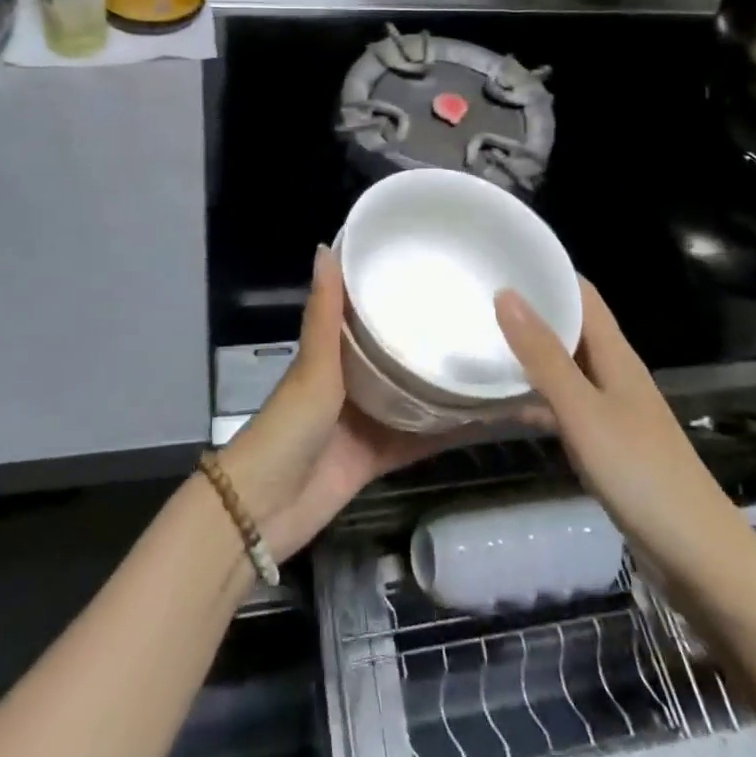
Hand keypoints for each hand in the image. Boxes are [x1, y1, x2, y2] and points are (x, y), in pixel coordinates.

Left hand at [219, 247, 460, 562]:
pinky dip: (446, 432)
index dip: (391, 290)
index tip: (432, 265)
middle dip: (427, 337)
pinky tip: (485, 418)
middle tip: (477, 312)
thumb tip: (326, 245)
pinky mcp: (378, 457)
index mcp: (332, 354)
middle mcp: (351, 382)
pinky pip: (418, 439)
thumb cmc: (287, 427)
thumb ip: (324, 313)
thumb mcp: (313, 366)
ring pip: (411, 395)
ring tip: (490, 358)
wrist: (265, 511)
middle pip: (394, 354)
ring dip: (442, 384)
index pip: (365, 312)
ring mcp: (365, 421)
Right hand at [495, 279, 729, 570]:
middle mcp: (614, 373)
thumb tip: (506, 294)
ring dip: (529, 355)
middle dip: (530, 310)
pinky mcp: (606, 445)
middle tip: (477, 298)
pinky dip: (535, 400)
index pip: (582, 294)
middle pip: (571, 328)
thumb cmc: (641, 473)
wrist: (698, 558)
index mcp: (615, 354)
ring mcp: (611, 411)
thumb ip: (544, 356)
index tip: (504, 258)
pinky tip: (502, 407)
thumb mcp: (584, 411)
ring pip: (564, 368)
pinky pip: (563, 407)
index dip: (549, 271)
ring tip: (480, 343)